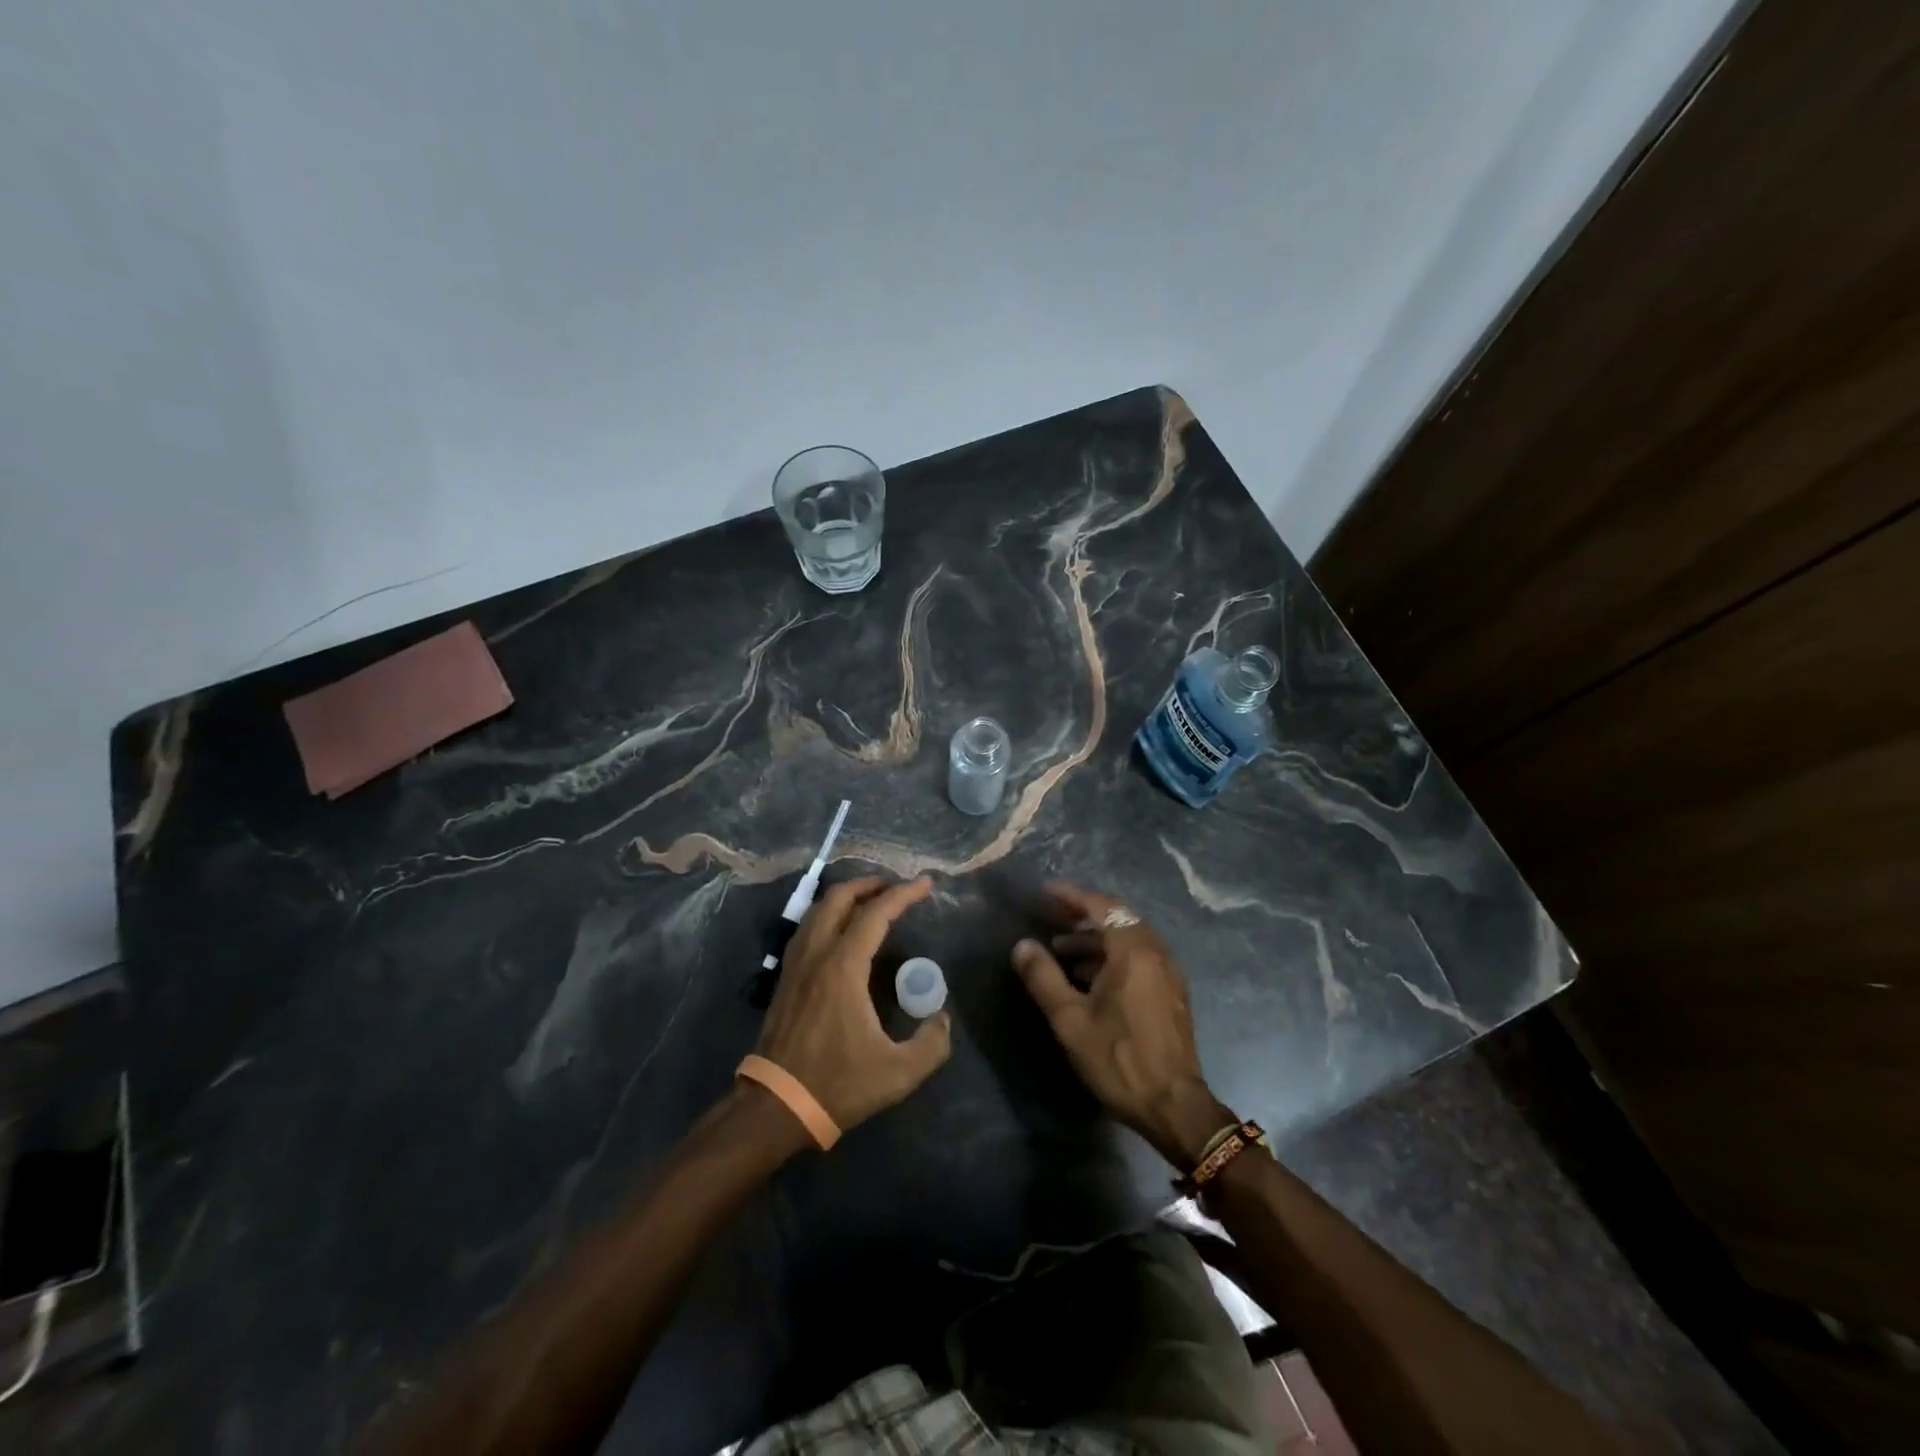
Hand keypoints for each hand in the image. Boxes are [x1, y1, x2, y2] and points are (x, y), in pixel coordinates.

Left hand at [755, 876, 951, 1133]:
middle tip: (896, 887)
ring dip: (846, 897)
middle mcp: (817, 954)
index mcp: (843, 967)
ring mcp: (796, 964)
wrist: (777, 1106)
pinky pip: (807, 929)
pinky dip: (828, 915)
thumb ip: (932, 1044)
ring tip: (870, 902)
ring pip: (818, 910)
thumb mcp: (898, 1072)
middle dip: (870, 884)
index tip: (925, 884)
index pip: (876, 914)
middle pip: (839, 898)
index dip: (903, 894)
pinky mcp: (785, 979)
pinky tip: (840, 931)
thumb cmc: (838, 1084)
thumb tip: (943, 1020)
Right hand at [1010, 883, 1234, 1168]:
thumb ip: (1043, 977)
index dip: (1072, 896)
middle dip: (1083, 916)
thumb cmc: (1118, 1059)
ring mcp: (1168, 972)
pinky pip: (1140, 957)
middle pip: (1118, 918)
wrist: (1174, 1106)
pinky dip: (1113, 955)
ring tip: (1062, 952)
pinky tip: (1090, 978)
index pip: (1102, 906)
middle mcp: (1156, 952)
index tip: (1045, 893)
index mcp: (1133, 951)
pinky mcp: (1172, 992)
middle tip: (1052, 919)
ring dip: (1096, 938)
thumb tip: (1022, 945)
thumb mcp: (1070, 1020)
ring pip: (1129, 938)